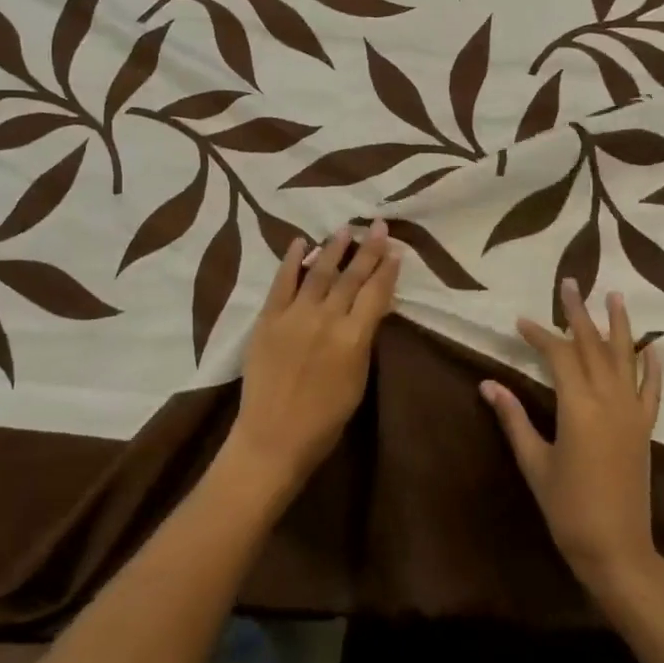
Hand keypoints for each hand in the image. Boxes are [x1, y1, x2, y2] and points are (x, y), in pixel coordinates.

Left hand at [227, 221, 401, 498]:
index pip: (375, 293)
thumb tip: (372, 309)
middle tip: (377, 225)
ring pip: (318, 272)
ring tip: (346, 229)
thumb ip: (363, 340)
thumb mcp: (357, 381)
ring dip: (333, 248)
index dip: (387, 270)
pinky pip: (281, 282)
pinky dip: (290, 260)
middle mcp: (326, 319)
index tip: (395, 249)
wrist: (273, 437)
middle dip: (367, 249)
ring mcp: (294, 315)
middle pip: (351, 277)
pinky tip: (299, 241)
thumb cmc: (324, 420)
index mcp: (353, 338)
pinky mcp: (268, 318)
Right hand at [480, 279, 663, 597]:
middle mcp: (609, 400)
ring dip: (620, 326)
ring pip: (626, 358)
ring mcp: (632, 413)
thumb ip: (513, 418)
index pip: (558, 355)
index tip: (521, 321)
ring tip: (616, 296)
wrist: (617, 549)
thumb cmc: (567, 507)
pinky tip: (651, 347)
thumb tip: (487, 383)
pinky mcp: (645, 429)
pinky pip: (652, 390)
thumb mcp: (534, 461)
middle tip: (570, 283)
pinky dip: (652, 366)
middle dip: (579, 314)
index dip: (540, 335)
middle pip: (593, 346)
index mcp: (578, 406)